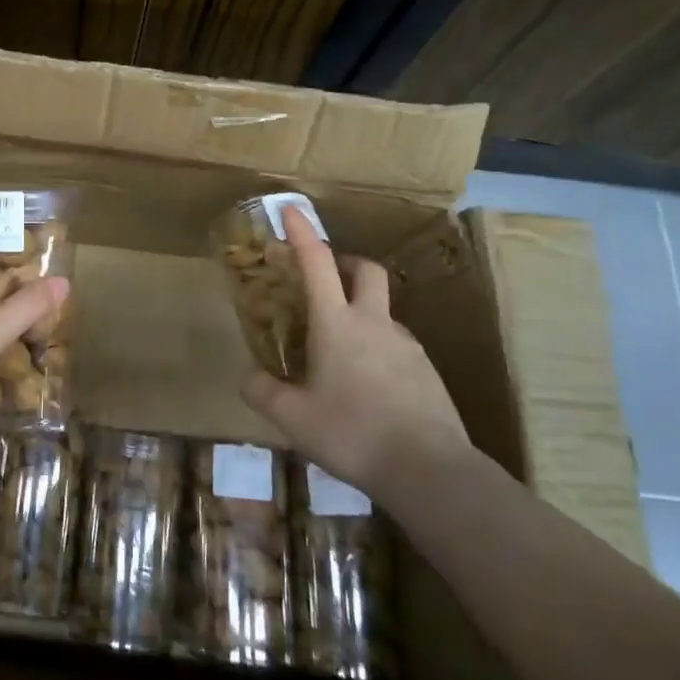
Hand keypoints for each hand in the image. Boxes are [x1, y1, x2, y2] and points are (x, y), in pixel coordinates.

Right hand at [242, 205, 468, 499]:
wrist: (431, 471)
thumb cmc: (353, 433)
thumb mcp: (293, 418)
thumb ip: (264, 393)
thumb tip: (248, 377)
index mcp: (337, 323)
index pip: (317, 263)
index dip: (302, 233)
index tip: (291, 208)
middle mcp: (374, 323)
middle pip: (367, 271)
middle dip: (346, 263)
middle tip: (327, 279)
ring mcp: (406, 346)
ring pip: (384, 311)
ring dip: (363, 312)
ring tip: (342, 350)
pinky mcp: (428, 372)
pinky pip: (398, 345)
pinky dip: (379, 348)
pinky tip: (370, 385)